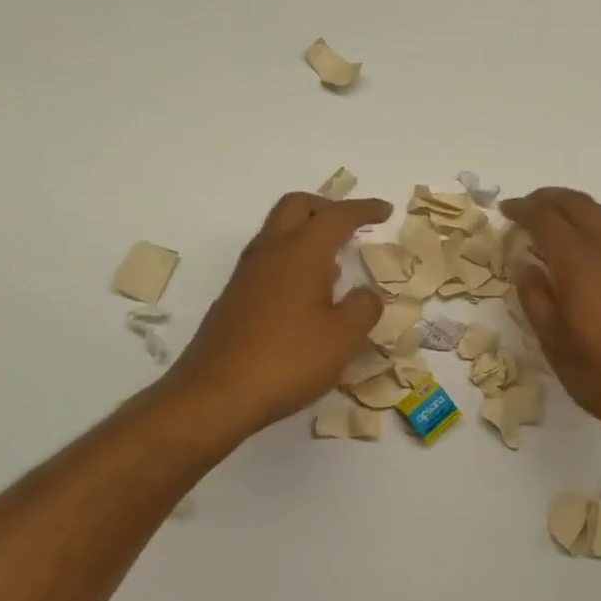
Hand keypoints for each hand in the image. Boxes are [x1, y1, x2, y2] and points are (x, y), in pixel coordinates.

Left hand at [163, 192, 389, 438]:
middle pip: (297, 206)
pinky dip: (292, 259)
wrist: (215, 394)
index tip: (385, 210)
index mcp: (301, 252)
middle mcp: (270, 252)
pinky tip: (306, 294)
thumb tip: (367, 294)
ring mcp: (246, 274)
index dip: (364, 210)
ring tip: (334, 261)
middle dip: (327, 207)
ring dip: (306, 233)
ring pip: (277, 232)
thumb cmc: (288, 360)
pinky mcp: (234, 297)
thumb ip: (363, 308)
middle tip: (351, 224)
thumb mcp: (343, 338)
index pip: (337, 216)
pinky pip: (268, 260)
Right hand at [502, 187, 600, 447]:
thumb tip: (523, 264)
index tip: (505, 210)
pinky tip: (589, 239)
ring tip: (555, 214)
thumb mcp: (556, 345)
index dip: (523, 210)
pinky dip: (596, 218)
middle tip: (525, 206)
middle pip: (577, 205)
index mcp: (580, 265)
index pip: (546, 220)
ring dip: (575, 204)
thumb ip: (536, 299)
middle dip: (547, 199)